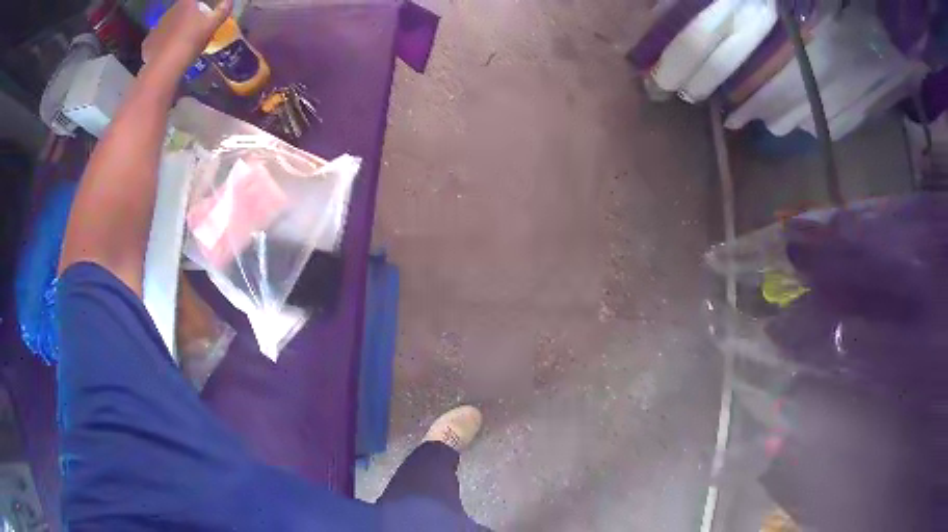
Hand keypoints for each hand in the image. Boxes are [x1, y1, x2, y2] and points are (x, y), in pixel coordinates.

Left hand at [141, 0, 232, 69]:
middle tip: (191, 29)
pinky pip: (156, 40)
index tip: (202, 14)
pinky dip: (160, 45)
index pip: (193, 1)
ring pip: (166, 25)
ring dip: (171, 31)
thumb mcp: (212, 25)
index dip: (198, 7)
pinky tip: (165, 53)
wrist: (166, 65)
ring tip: (178, 43)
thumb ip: (222, 11)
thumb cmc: (192, 40)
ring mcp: (156, 27)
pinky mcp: (148, 43)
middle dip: (184, 17)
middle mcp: (170, 11)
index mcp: (186, 3)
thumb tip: (229, 1)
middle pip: (179, 11)